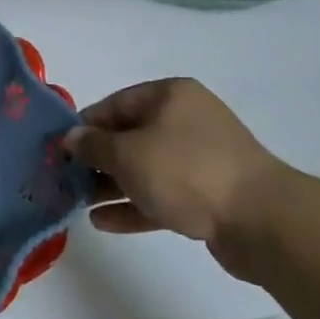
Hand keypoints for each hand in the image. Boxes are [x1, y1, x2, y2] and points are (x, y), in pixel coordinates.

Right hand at [64, 79, 290, 261]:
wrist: (260, 220)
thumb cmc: (187, 171)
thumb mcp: (129, 153)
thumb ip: (94, 145)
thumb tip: (70, 137)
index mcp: (169, 96)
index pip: (115, 104)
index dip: (85, 126)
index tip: (58, 149)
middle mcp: (185, 120)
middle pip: (130, 136)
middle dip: (97, 159)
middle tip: (65, 179)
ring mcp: (199, 159)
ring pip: (145, 168)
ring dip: (112, 185)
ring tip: (78, 203)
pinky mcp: (208, 195)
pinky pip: (162, 195)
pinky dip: (134, 205)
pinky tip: (103, 222)